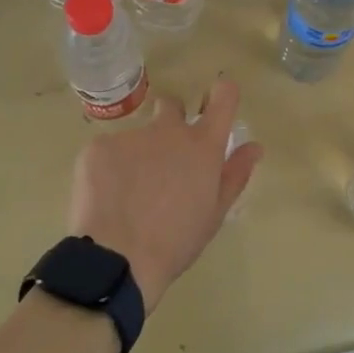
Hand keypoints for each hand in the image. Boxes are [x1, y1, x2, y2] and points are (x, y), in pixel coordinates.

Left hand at [66, 78, 260, 313]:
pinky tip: (105, 199)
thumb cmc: (175, 242)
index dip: (221, 94)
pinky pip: (107, 151)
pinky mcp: (98, 146)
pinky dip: (107, 170)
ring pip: (136, 136)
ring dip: (136, 155)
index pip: (223, 96)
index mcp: (202, 145)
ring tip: (127, 195)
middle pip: (171, 106)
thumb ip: (235, 174)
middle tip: (162, 161)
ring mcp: (131, 134)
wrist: (117, 259)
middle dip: (169, 122)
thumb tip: (254, 146)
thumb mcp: (214, 214)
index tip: (213, 103)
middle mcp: (169, 129)